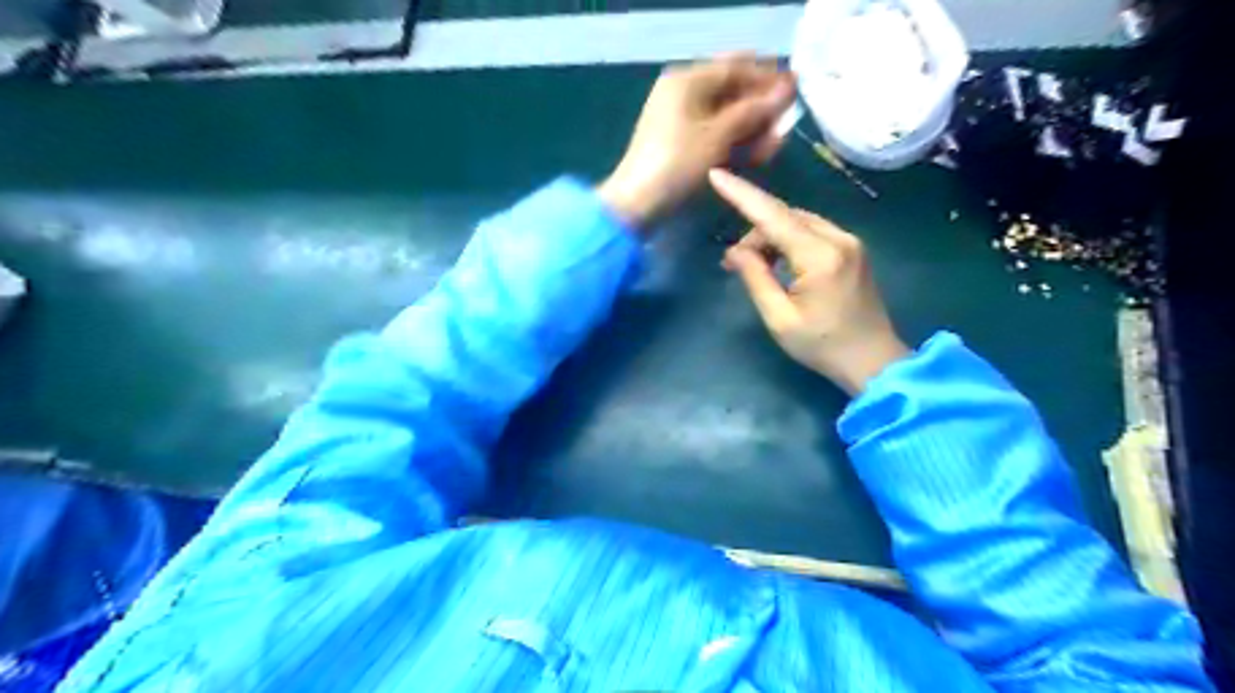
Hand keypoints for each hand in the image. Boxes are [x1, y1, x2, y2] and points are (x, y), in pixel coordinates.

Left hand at [596, 54, 790, 228]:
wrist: (638, 204)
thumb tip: (785, 89)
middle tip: (785, 124)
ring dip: (751, 130)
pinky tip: (756, 156)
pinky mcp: (681, 146)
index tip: (796, 88)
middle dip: (760, 108)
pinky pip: (714, 136)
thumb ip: (754, 111)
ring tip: (774, 146)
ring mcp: (680, 121)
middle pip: (731, 92)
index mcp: (687, 80)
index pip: (735, 67)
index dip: (767, 76)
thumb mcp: (719, 135)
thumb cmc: (677, 164)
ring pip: (725, 118)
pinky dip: (734, 144)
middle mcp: (682, 94)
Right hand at [705, 167, 903, 393]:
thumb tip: (735, 251)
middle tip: (733, 262)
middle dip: (754, 230)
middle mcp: (838, 238)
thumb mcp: (779, 318)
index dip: (742, 194)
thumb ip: (756, 277)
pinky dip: (789, 240)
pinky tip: (779, 263)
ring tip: (754, 265)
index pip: (773, 216)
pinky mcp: (853, 249)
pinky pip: (812, 231)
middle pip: (785, 216)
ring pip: (799, 222)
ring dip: (771, 235)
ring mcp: (849, 242)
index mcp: (819, 256)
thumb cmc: (822, 345)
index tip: (716, 175)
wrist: (873, 361)